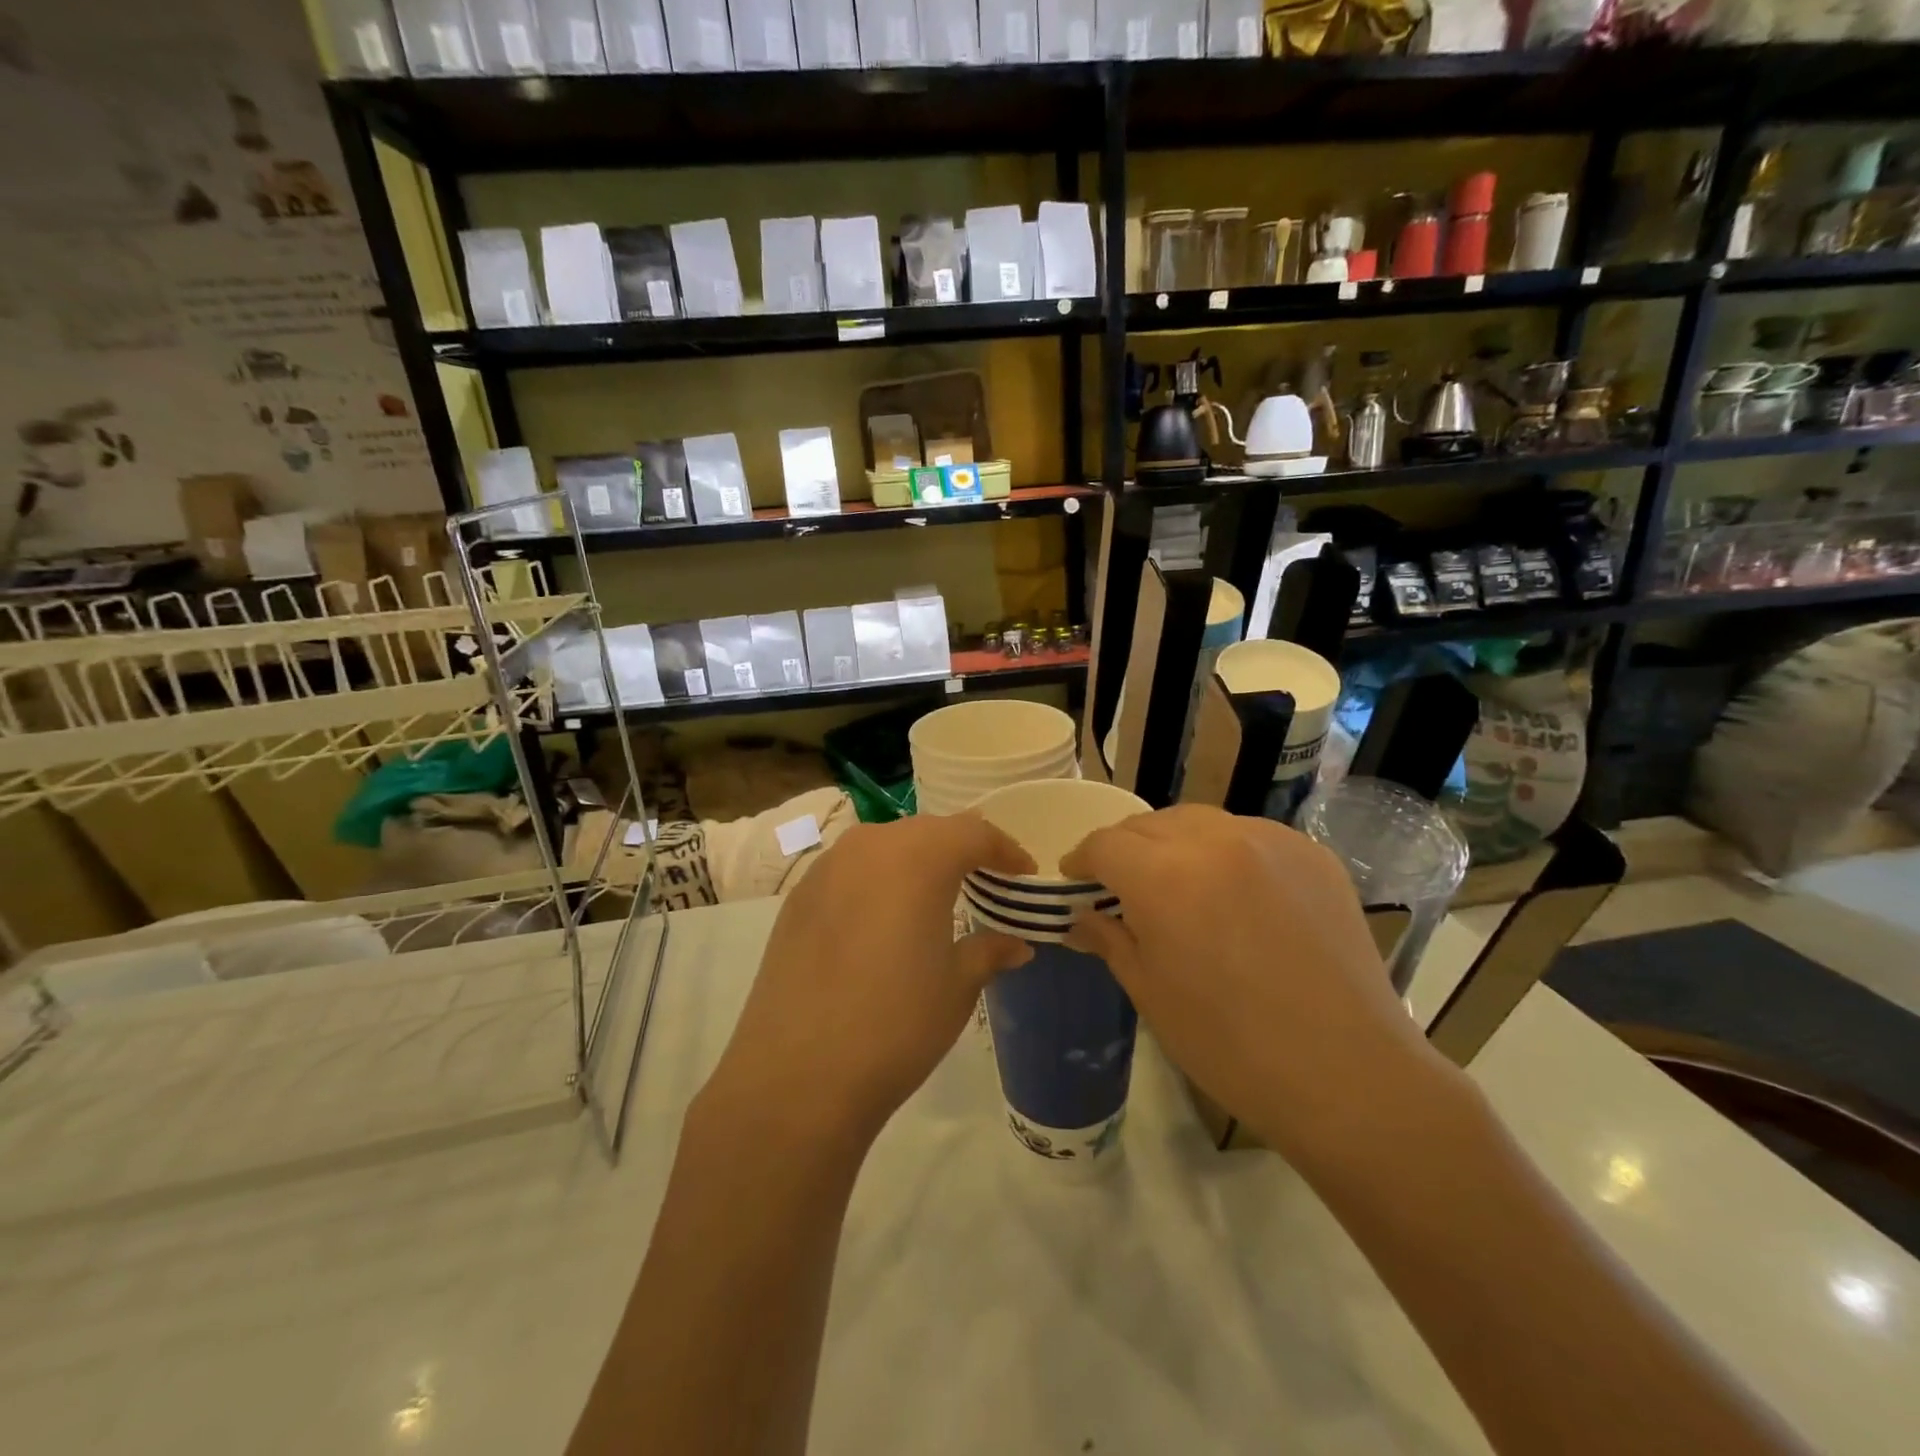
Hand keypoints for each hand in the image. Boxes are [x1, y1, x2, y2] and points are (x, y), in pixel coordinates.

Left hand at [700, 815, 1034, 1144]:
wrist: (798, 1074)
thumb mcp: (957, 986)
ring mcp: (826, 868)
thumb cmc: (896, 1023)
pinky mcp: (798, 897)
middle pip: (928, 831)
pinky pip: (851, 870)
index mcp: (918, 857)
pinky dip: (878, 880)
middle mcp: (869, 846)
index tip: (1024, 873)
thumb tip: (1017, 944)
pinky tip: (883, 920)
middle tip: (986, 880)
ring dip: (917, 861)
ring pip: (885, 845)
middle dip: (961, 850)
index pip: (973, 833)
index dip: (1005, 850)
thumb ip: (990, 951)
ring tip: (937, 896)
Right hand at [1061, 805, 1458, 1165]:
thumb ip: (1110, 938)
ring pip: (1199, 822)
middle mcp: (1215, 840)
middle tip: (1120, 885)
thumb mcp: (1150, 992)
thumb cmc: (1229, 1044)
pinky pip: (1249, 836)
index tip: (1074, 880)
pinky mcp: (1312, 855)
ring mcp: (1270, 842)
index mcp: (1165, 876)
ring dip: (1173, 844)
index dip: (1081, 860)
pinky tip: (1232, 892)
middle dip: (1125, 849)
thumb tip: (1080, 917)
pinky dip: (1225, 852)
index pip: (1105, 845)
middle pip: (1149, 824)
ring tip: (1176, 883)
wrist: (1346, 1074)